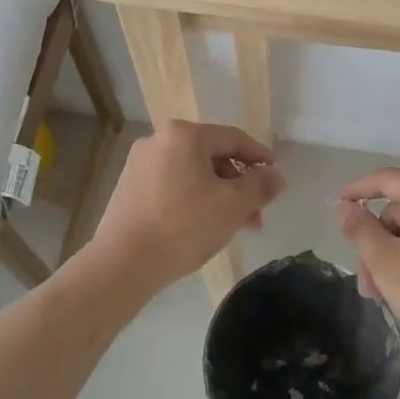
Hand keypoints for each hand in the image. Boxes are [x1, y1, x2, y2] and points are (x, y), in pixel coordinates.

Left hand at [89, 121, 284, 292]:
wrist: (122, 263)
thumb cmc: (183, 226)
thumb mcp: (233, 206)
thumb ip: (260, 185)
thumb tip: (276, 173)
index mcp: (184, 135)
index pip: (234, 139)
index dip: (260, 157)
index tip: (277, 178)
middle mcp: (158, 140)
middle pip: (212, 156)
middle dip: (239, 185)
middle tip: (256, 216)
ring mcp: (140, 164)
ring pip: (192, 173)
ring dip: (218, 196)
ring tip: (234, 227)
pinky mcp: (129, 187)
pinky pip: (172, 185)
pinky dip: (193, 200)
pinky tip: (203, 227)